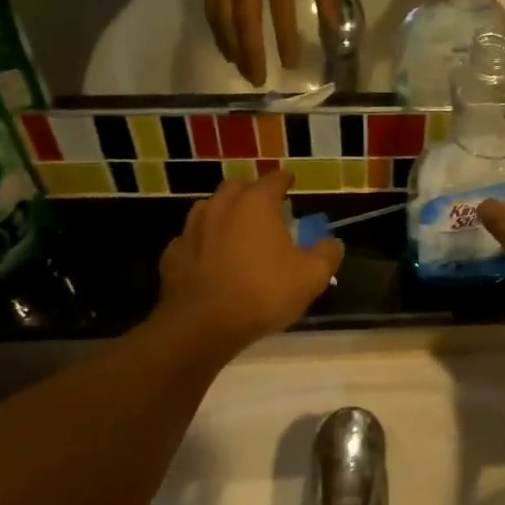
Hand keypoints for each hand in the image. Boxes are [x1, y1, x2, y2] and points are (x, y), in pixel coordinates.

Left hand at [156, 171, 343, 350]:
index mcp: (256, 205)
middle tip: (263, 207)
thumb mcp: (312, 277)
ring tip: (234, 230)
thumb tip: (332, 243)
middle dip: (251, 192)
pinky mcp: (173, 255)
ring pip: (208, 210)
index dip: (284, 180)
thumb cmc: (264, 292)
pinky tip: (208, 260)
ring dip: (222, 215)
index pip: (273, 180)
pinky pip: (190, 241)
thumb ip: (327, 254)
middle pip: (236, 188)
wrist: (204, 324)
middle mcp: (220, 207)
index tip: (290, 182)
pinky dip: (202, 245)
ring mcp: (191, 230)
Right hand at [205, 0, 338, 86]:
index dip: (285, 36)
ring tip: (245, 72)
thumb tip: (334, 27)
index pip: (280, 7)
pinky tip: (229, 54)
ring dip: (233, 49)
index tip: (291, 64)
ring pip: (223, 17)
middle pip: (245, 17)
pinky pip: (211, 10)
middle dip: (251, 52)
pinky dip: (219, 35)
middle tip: (259, 80)